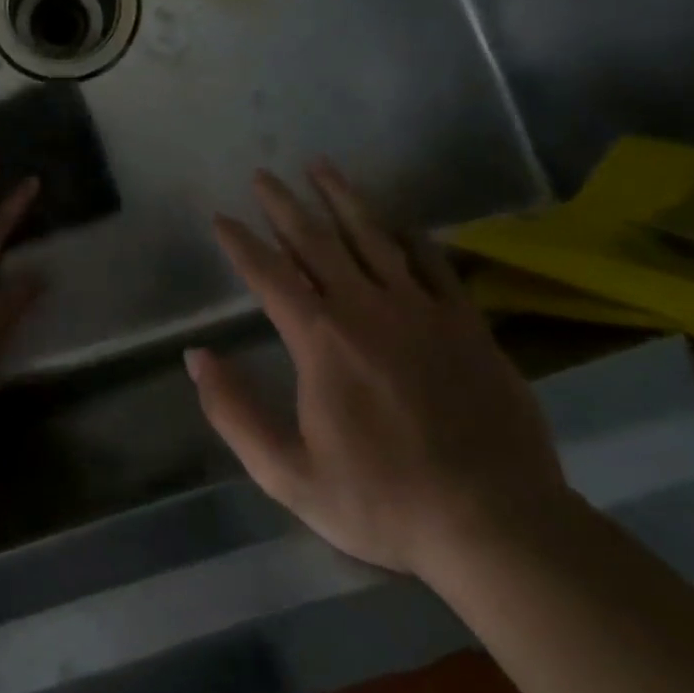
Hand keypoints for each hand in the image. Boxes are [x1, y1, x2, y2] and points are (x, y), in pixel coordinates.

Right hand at [187, 160, 570, 579]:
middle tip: (264, 174)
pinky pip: (432, 263)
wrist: (497, 525)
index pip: (268, 274)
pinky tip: (396, 220)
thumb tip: (196, 357)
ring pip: (373, 237)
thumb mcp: (287, 473)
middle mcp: (366, 308)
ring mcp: (421, 310)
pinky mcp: (466, 323)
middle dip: (284, 205)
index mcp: (320, 340)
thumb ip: (233, 412)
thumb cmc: (382, 501)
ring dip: (342, 199)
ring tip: (320, 166)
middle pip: (317, 241)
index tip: (221, 218)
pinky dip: (410, 236)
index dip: (240, 243)